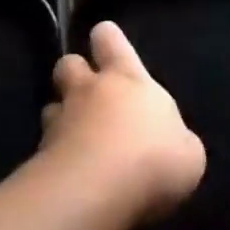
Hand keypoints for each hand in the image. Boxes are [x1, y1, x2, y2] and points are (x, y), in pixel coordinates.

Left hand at [41, 21, 205, 217]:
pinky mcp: (40, 154)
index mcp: (129, 80)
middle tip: (86, 88)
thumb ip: (175, 140)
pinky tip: (68, 171)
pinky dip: (54, 154)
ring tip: (73, 134)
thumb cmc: (155, 159)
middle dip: (74, 70)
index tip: (105, 38)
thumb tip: (171, 144)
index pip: (111, 41)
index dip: (107, 38)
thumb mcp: (188, 153)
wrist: (98, 191)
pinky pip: (45, 146)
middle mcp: (89, 91)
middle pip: (69, 63)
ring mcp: (60, 121)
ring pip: (51, 104)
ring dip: (61, 114)